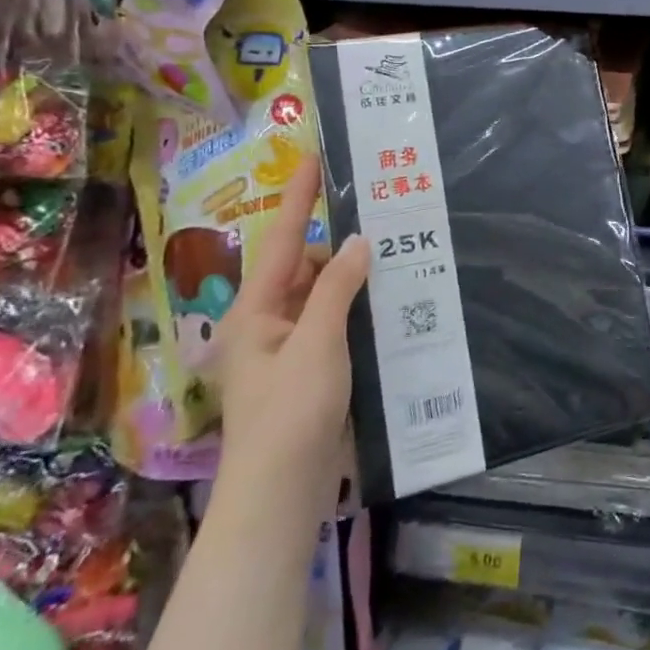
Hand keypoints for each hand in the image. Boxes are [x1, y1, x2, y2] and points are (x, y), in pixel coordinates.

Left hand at [212, 155, 367, 507]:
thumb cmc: (291, 412)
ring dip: (352, 278)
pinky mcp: (309, 369)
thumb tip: (358, 240)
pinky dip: (357, 308)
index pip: (280, 239)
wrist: (281, 493)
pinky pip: (334, 322)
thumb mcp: (317, 342)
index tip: (314, 156)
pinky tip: (390, 303)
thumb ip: (337, 287)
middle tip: (383, 219)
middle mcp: (266, 322)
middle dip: (339, 244)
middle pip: (304, 266)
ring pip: (323, 295)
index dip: (300, 196)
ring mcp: (288, 348)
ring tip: (395, 256)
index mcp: (254, 310)